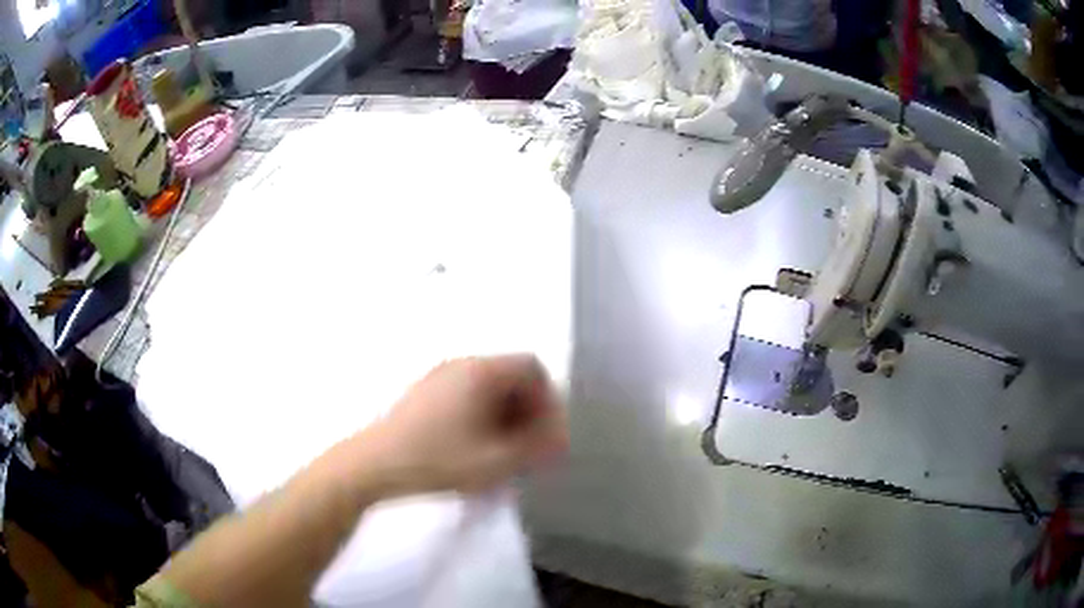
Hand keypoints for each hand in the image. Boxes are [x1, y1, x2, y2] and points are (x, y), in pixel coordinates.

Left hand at [361, 355, 567, 496]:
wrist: (374, 463)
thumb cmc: (438, 460)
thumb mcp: (496, 461)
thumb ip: (537, 448)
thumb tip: (558, 439)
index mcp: (480, 371)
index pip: (531, 367)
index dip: (548, 399)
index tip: (545, 432)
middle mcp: (461, 364)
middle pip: (510, 375)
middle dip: (528, 409)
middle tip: (528, 445)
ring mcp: (438, 376)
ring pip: (487, 386)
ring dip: (506, 414)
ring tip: (503, 450)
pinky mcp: (423, 393)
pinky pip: (466, 394)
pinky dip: (482, 415)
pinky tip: (474, 446)